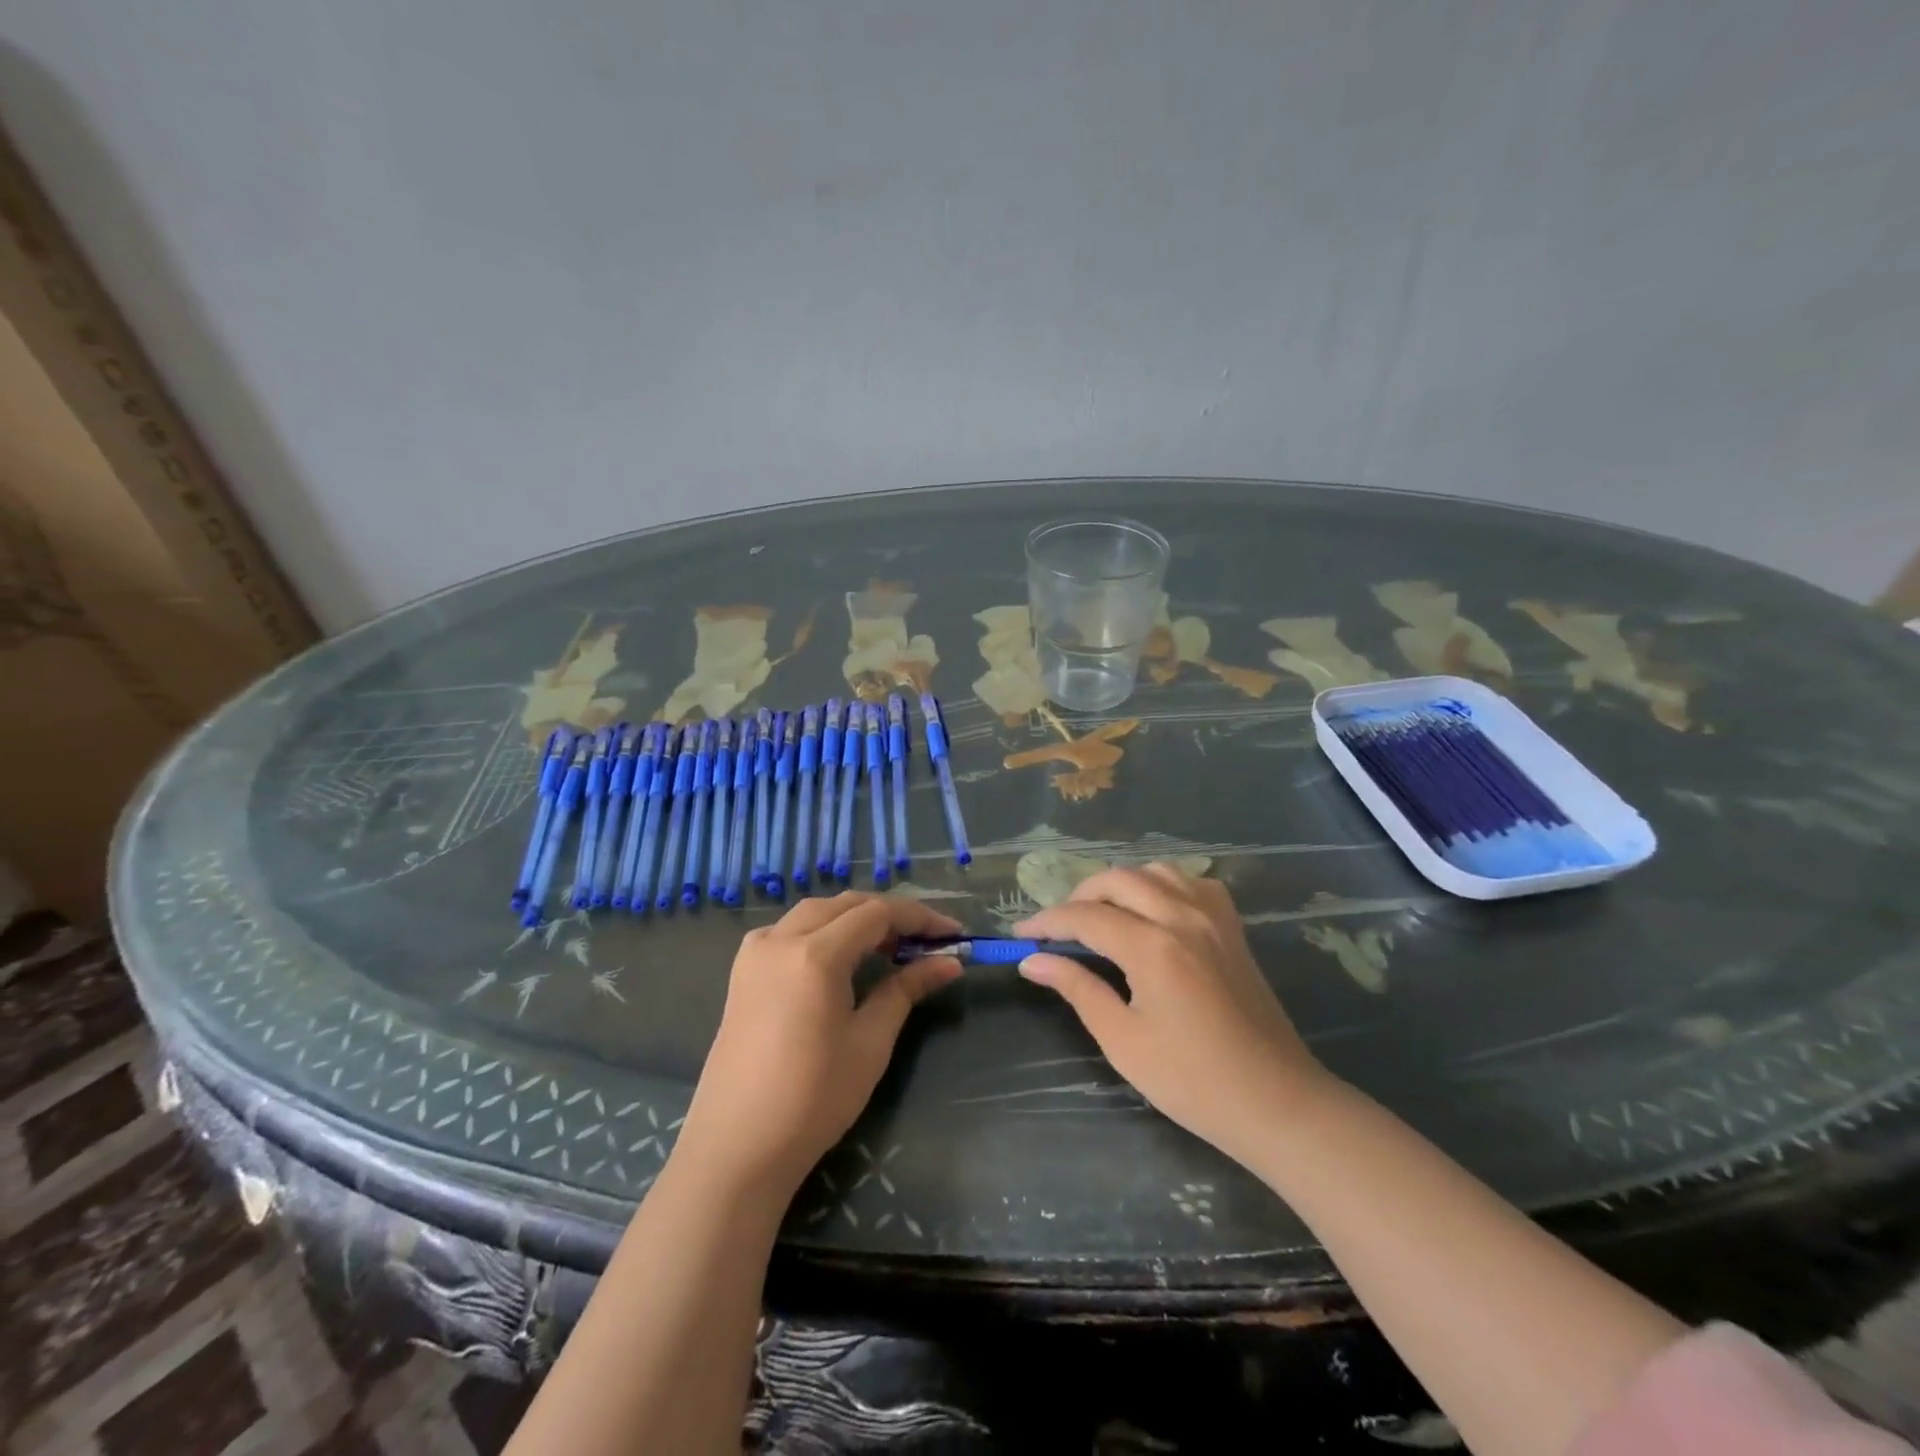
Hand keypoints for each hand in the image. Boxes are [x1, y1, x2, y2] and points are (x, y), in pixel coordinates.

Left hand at [675, 893, 962, 1195]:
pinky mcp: (742, 972)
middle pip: (846, 905)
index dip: (919, 918)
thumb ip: (907, 989)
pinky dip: (821, 930)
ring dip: (854, 919)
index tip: (953, 933)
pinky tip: (837, 958)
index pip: (877, 913)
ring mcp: (756, 953)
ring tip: (887, 948)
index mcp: (815, 954)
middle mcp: (782, 939)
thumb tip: (949, 963)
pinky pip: (788, 931)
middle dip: (889, 915)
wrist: (737, 1147)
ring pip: (815, 912)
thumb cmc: (813, 1098)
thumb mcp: (870, 1041)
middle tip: (925, 942)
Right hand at [1016, 866, 1329, 1166]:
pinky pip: (1192, 883)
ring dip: (1120, 885)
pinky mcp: (1232, 928)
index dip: (1047, 922)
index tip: (1021, 935)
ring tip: (1102, 915)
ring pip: (1155, 871)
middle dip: (1079, 897)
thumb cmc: (1192, 1081)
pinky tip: (1155, 912)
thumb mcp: (1123, 1040)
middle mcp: (1182, 916)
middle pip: (1117, 880)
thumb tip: (1032, 961)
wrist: (1275, 1101)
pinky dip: (1163, 886)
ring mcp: (1213, 917)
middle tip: (1059, 929)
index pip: (1085, 916)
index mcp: (1152, 947)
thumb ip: (1077, 989)